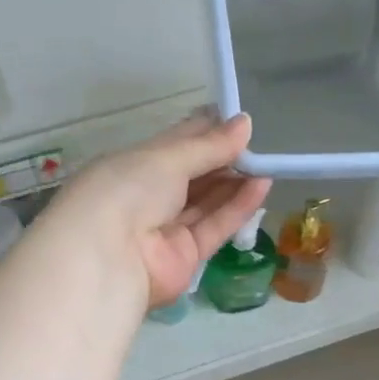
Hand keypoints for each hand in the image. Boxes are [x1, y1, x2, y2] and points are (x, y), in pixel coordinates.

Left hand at [49, 113, 271, 306]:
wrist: (109, 258)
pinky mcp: (187, 257)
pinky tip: (262, 186)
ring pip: (207, 202)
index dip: (206, 132)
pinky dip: (237, 208)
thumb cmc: (128, 190)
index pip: (176, 145)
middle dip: (224, 160)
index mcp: (134, 166)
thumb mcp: (167, 158)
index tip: (239, 121)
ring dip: (236, 183)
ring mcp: (168, 229)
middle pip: (194, 175)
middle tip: (259, 146)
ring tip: (269, 164)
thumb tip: (245, 124)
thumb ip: (209, 146)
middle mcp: (150, 197)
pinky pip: (215, 227)